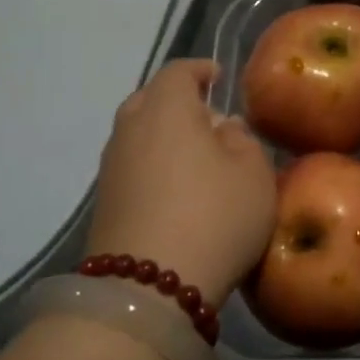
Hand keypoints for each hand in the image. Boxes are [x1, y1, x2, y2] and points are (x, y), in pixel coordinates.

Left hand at [85, 60, 276, 309]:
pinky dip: (153, 164)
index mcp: (167, 109)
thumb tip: (222, 128)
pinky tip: (176, 188)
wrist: (147, 289)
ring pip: (138, 134)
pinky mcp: (105, 202)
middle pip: (150, 100)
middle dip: (177, 101)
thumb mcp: (254, 174)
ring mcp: (111, 167)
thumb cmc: (214, 216)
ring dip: (164, 136)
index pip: (178, 72)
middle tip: (208, 118)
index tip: (218, 77)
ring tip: (196, 156)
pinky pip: (132, 165)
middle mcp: (130, 129)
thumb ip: (243, 140)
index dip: (200, 70)